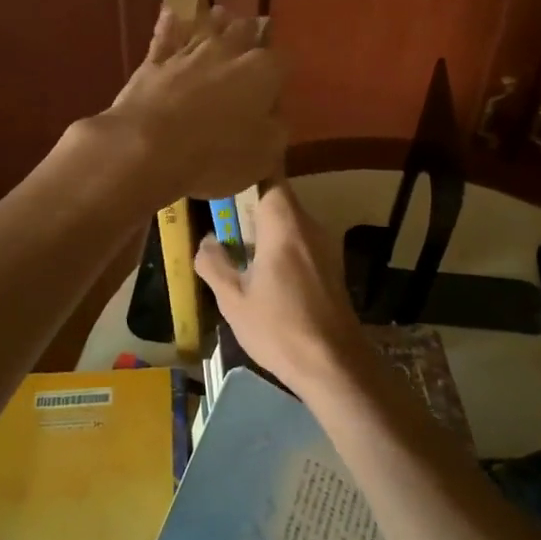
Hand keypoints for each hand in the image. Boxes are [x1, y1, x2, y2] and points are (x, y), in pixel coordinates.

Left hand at [100, 5, 285, 208]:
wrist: (147, 147)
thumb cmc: (215, 155)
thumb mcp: (263, 156)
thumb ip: (275, 130)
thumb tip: (274, 118)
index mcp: (261, 72)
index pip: (283, 60)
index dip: (282, 71)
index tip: (280, 83)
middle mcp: (228, 51)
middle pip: (246, 30)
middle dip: (252, 34)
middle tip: (254, 41)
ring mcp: (188, 52)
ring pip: (208, 24)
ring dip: (217, 23)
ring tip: (222, 19)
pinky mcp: (154, 60)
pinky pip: (165, 34)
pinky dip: (171, 25)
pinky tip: (172, 16)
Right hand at [195, 182, 365, 391]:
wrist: (333, 365)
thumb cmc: (278, 328)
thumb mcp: (233, 299)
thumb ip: (214, 263)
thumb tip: (206, 240)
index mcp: (285, 225)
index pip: (270, 177)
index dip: (247, 175)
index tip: (224, 183)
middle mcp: (310, 226)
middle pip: (279, 200)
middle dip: (251, 206)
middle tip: (221, 220)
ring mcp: (326, 247)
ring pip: (291, 223)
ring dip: (266, 229)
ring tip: (238, 247)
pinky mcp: (332, 268)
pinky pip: (302, 243)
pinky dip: (281, 247)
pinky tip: (264, 273)